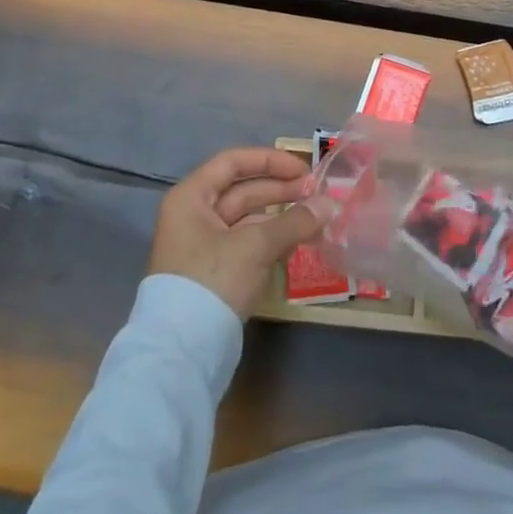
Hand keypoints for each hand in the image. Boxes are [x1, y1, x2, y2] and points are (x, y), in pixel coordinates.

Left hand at [148, 147, 321, 315]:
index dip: (270, 161)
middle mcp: (193, 216)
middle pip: (242, 190)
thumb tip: (330, 204)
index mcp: (191, 198)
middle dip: (280, 190)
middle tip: (316, 195)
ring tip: (315, 219)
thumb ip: (294, 220)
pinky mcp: (215, 273)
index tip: (303, 170)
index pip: (233, 162)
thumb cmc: (213, 280)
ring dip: (281, 217)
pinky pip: (247, 244)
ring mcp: (202, 246)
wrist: (182, 352)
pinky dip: (272, 240)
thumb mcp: (255, 245)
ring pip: (247, 219)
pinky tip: (298, 241)